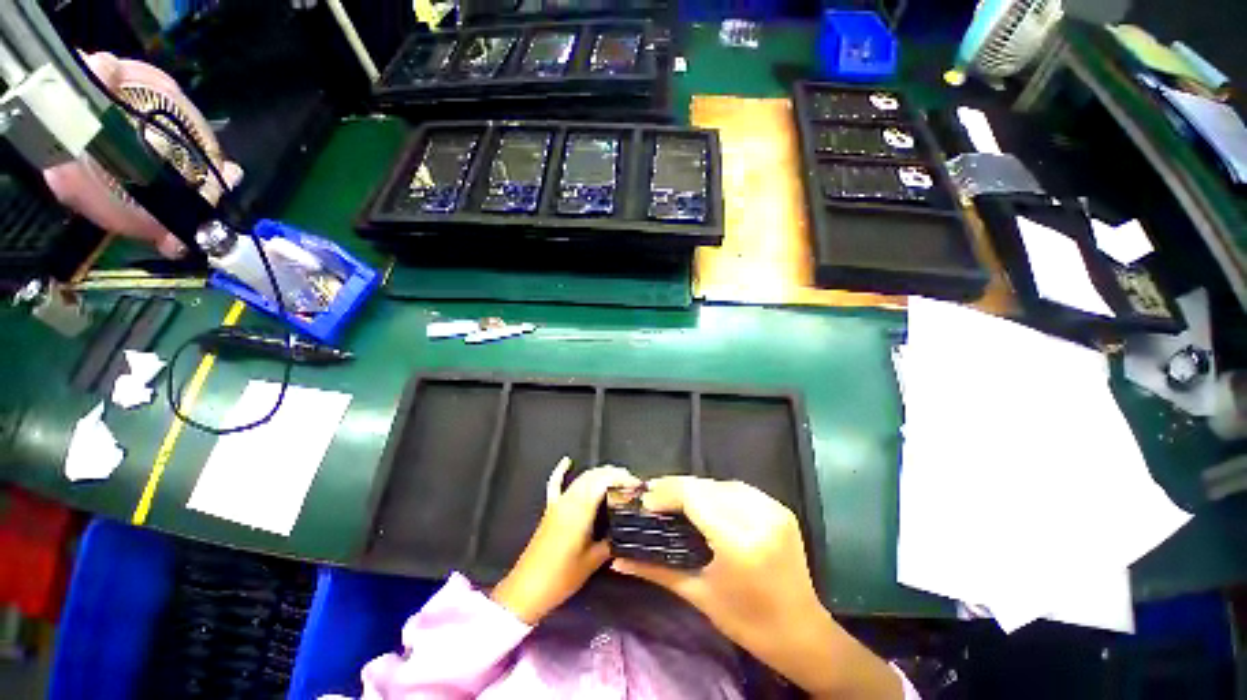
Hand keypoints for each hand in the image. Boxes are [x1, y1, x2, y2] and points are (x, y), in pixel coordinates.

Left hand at [491, 458, 638, 624]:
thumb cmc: (563, 576)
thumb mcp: (595, 560)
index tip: (642, 489)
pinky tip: (567, 461)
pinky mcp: (549, 513)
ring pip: (580, 480)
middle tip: (636, 489)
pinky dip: (561, 473)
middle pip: (593, 476)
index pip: (604, 481)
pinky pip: (555, 486)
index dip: (625, 479)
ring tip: (620, 485)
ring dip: (600, 477)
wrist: (529, 587)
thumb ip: (612, 540)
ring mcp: (556, 506)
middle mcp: (567, 502)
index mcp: (579, 510)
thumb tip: (629, 530)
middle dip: (616, 476)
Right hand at [611, 477, 900, 699]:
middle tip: (653, 504)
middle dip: (679, 489)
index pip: (696, 496)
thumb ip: (657, 571)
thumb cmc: (744, 621)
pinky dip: (723, 495)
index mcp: (739, 541)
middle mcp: (762, 518)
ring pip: (730, 486)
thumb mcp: (699, 595)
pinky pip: (748, 494)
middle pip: (711, 486)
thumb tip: (617, 560)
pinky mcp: (786, 515)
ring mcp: (778, 513)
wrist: (796, 629)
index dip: (665, 493)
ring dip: (702, 490)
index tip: (641, 503)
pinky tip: (707, 510)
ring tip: (676, 505)